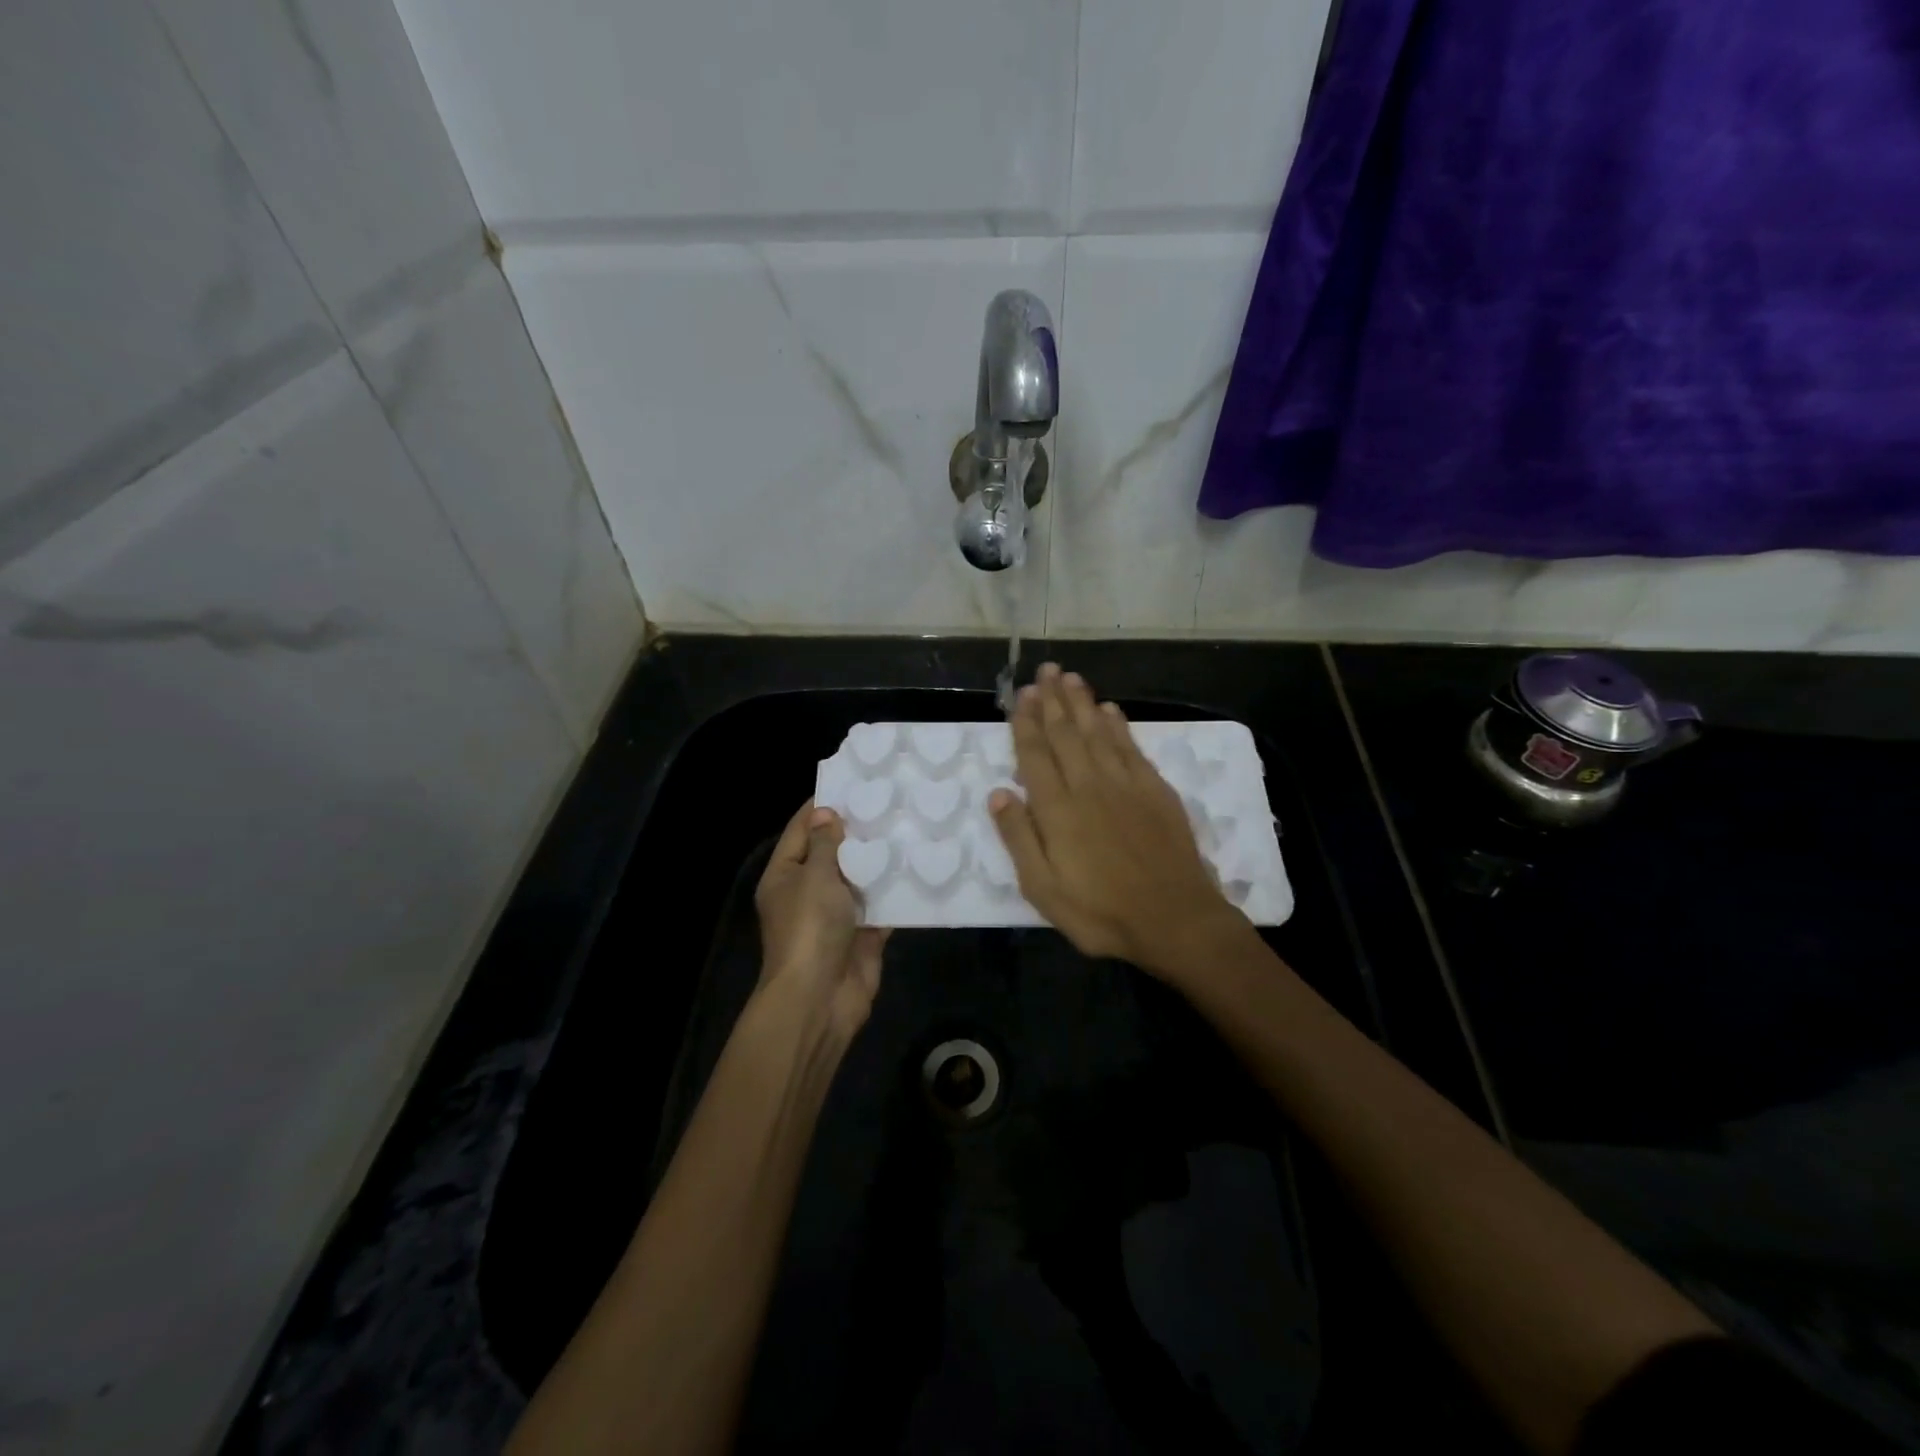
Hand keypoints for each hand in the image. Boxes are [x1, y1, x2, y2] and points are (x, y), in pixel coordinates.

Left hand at [754, 801, 888, 1038]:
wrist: (820, 998)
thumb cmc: (810, 928)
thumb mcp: (815, 877)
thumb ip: (826, 844)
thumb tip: (826, 814)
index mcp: (785, 875)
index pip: (801, 829)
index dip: (822, 805)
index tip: (852, 781)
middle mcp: (808, 892)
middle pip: (833, 853)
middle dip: (858, 830)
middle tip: (891, 800)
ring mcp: (837, 915)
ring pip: (860, 879)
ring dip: (880, 860)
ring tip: (910, 826)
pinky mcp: (863, 934)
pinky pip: (881, 906)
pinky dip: (896, 892)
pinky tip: (920, 867)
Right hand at [988, 664, 1250, 979]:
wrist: (1175, 920)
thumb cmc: (1101, 912)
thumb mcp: (1043, 890)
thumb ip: (1019, 839)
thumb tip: (998, 793)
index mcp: (1057, 810)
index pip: (1035, 755)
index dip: (1026, 723)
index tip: (1021, 696)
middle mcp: (1089, 786)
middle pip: (1066, 734)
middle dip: (1052, 701)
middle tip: (1044, 671)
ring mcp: (1126, 784)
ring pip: (1098, 732)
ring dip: (1081, 703)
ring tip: (1069, 677)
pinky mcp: (1156, 790)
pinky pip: (1131, 747)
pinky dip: (1118, 725)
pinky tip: (1109, 709)